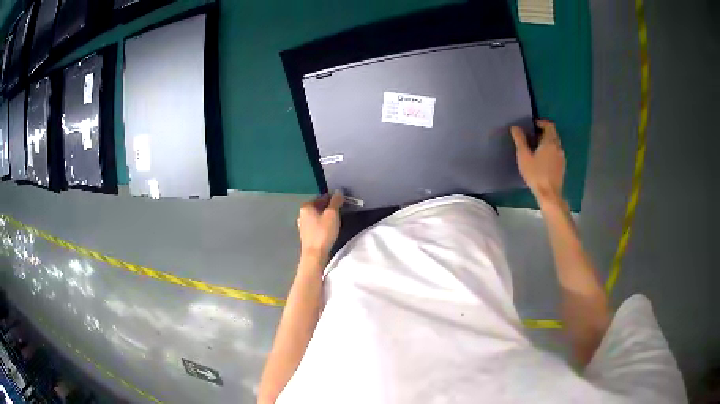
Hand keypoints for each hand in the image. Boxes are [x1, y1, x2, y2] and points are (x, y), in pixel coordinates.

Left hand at [297, 191, 343, 258]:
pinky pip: (316, 225)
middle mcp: (302, 214)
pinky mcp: (306, 234)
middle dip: (329, 208)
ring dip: (326, 216)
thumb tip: (338, 191)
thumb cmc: (323, 232)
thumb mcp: (332, 214)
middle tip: (341, 212)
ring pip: (317, 216)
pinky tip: (329, 229)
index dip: (333, 198)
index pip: (322, 197)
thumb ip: (336, 201)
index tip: (342, 203)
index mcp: (306, 206)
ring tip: (336, 221)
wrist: (315, 254)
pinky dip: (323, 224)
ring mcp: (302, 225)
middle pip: (318, 206)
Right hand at [511, 120, 565, 205]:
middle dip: (544, 132)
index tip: (533, 125)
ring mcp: (562, 157)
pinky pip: (557, 152)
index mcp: (550, 142)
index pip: (549, 125)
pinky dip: (550, 150)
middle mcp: (558, 147)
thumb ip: (520, 140)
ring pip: (555, 143)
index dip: (541, 122)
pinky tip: (543, 159)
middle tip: (533, 136)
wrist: (549, 194)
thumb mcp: (524, 157)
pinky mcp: (562, 166)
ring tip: (537, 147)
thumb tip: (515, 127)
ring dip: (547, 141)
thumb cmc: (536, 174)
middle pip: (553, 134)